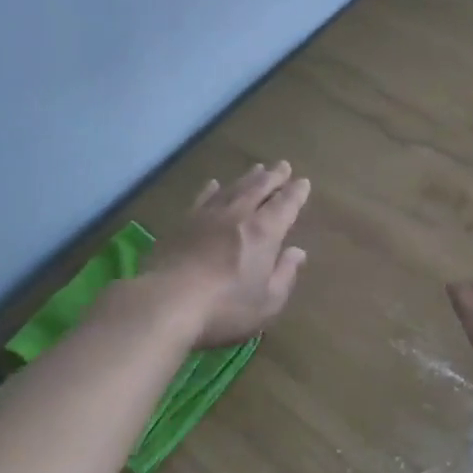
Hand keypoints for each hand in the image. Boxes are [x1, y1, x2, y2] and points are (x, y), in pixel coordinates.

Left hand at [145, 161, 311, 347]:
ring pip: (233, 188)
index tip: (303, 182)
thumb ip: (285, 274)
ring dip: (247, 177)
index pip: (285, 205)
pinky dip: (212, 189)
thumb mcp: (267, 301)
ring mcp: (208, 216)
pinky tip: (214, 184)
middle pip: (259, 188)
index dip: (296, 193)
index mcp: (264, 232)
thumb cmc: (225, 307)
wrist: (168, 301)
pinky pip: (202, 198)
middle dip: (273, 176)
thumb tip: (298, 252)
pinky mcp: (184, 223)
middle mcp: (238, 215)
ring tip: (257, 168)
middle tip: (283, 165)